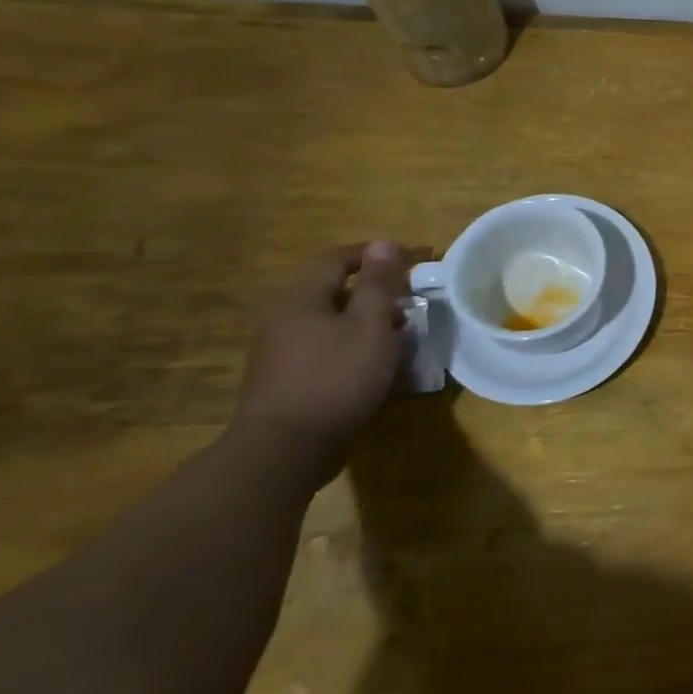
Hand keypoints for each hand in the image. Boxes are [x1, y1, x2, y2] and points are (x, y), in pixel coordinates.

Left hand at [235, 242, 416, 487]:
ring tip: (401, 337)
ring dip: (367, 322)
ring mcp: (280, 350)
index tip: (413, 260)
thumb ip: (379, 283)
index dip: (376, 255)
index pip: (337, 258)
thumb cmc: (336, 377)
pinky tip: (376, 366)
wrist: (286, 449)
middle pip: (334, 290)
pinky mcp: (285, 379)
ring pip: (331, 322)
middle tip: (411, 302)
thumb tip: (383, 244)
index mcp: (301, 297)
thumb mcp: (370, 325)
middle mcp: (283, 317)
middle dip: (375, 292)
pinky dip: (353, 347)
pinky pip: (325, 348)